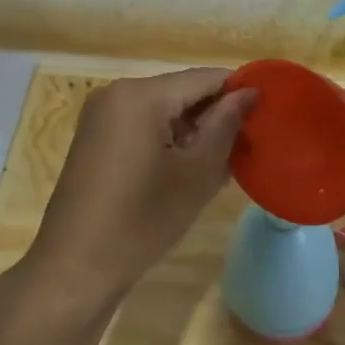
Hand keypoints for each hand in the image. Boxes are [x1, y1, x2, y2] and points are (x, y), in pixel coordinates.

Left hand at [25, 68, 254, 299]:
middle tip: (248, 148)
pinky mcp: (95, 138)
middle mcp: (117, 93)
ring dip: (195, 131)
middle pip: (183, 92)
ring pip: (164, 110)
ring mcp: (102, 116)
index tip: (268, 116)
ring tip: (224, 165)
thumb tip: (250, 92)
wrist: (76, 266)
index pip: (205, 77)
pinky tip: (188, 172)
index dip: (240, 92)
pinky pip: (143, 126)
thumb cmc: (143, 219)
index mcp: (141, 95)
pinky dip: (169, 141)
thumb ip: (226, 125)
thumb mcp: (197, 172)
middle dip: (216, 115)